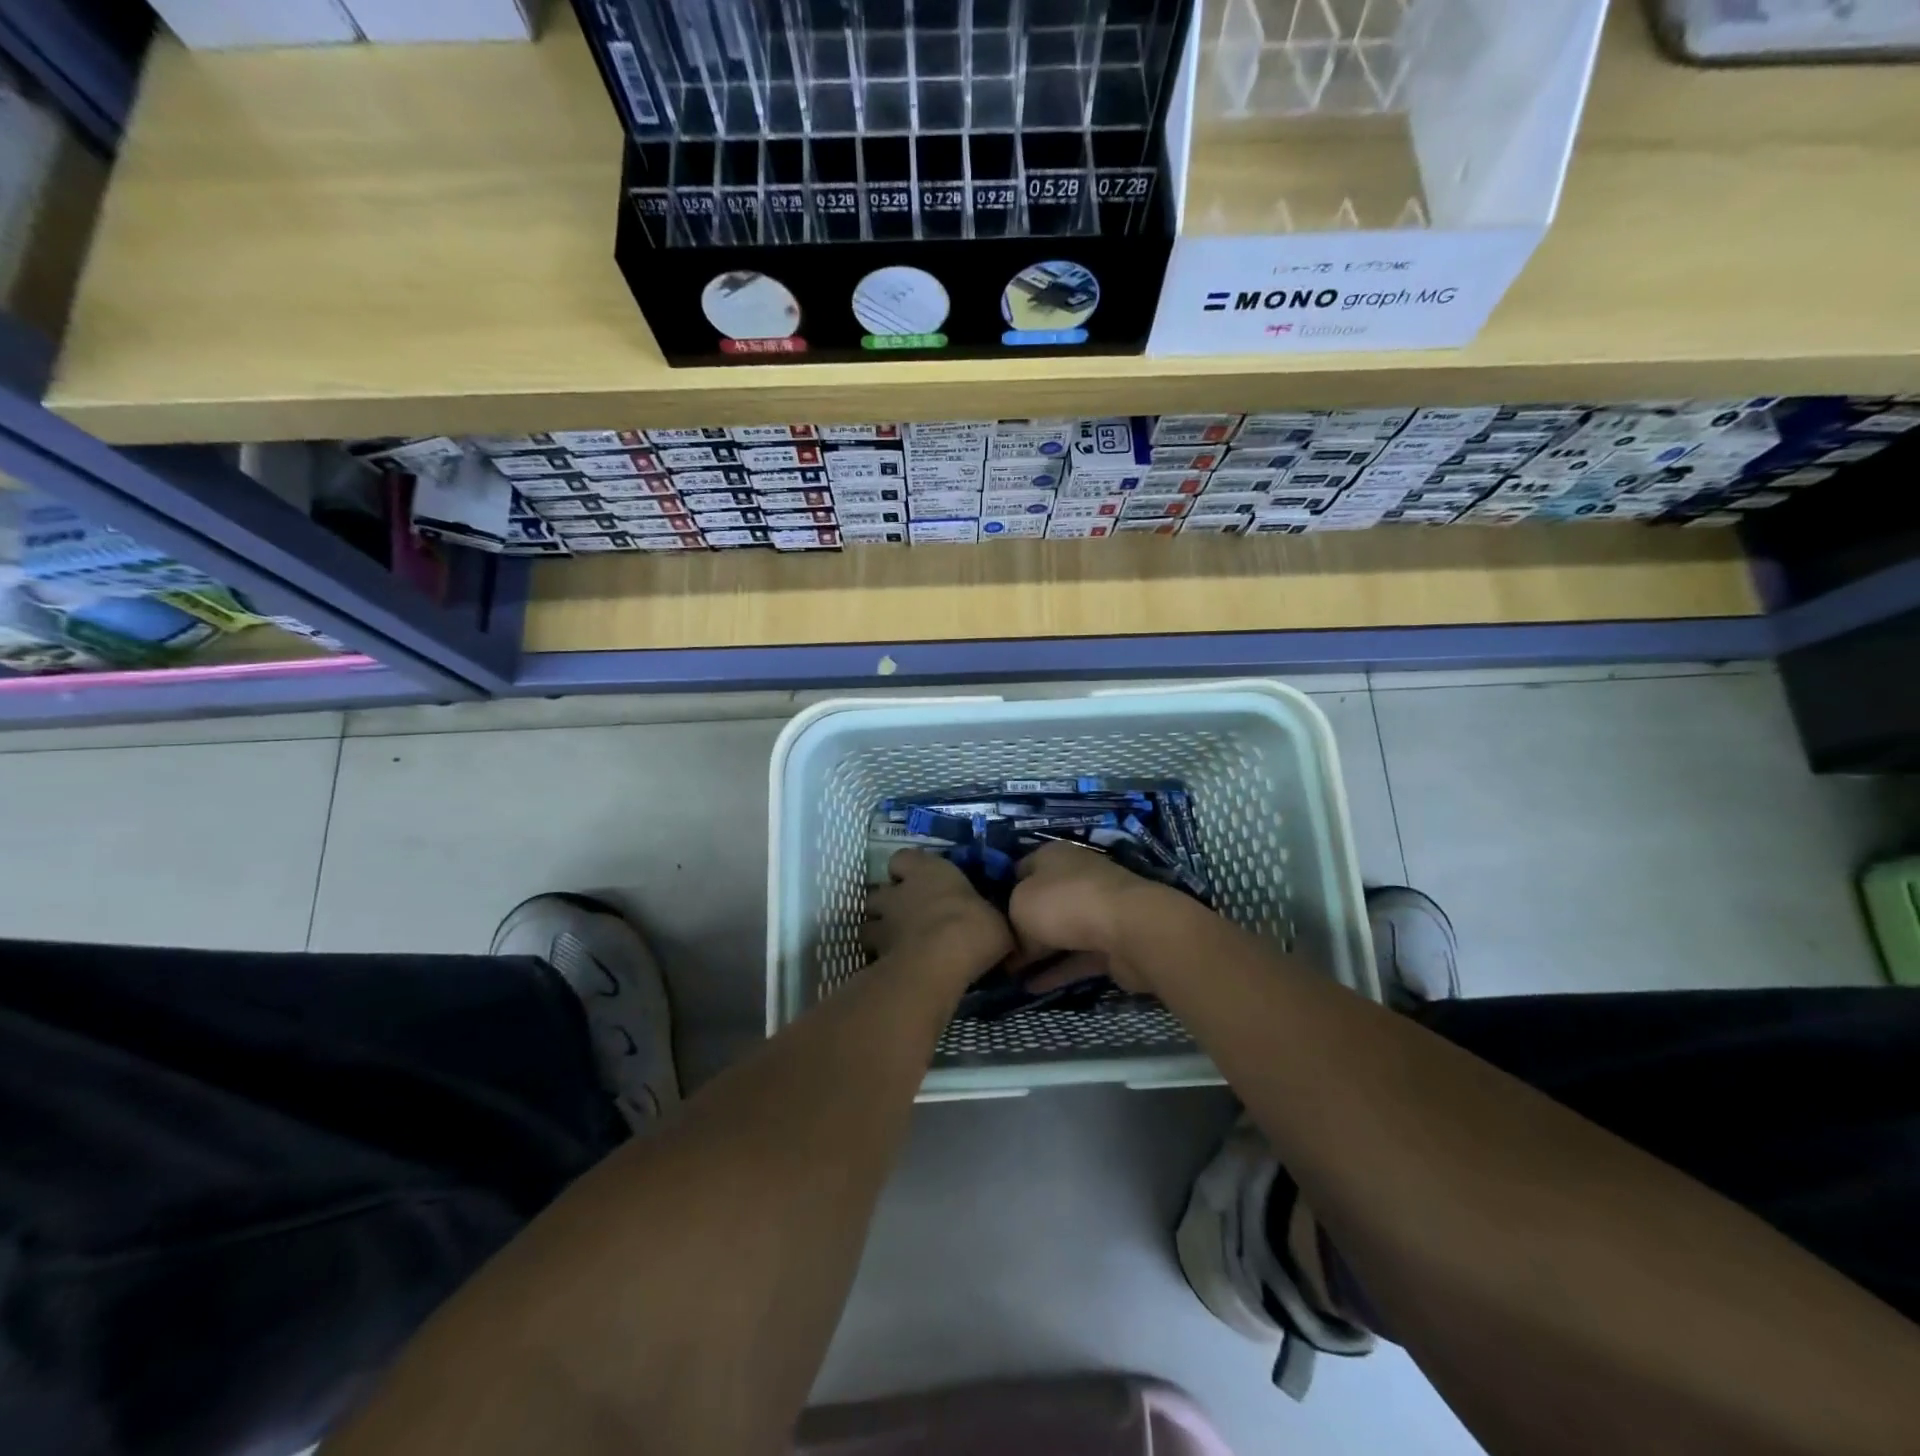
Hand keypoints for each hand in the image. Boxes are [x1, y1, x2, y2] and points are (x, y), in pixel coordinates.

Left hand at [863, 849, 1013, 984]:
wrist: (942, 960)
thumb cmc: (975, 926)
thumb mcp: (997, 919)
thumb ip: (989, 918)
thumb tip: (998, 926)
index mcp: (929, 871)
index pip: (903, 858)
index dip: (906, 869)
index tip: (917, 881)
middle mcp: (900, 892)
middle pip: (879, 892)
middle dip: (887, 904)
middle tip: (906, 918)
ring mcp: (884, 924)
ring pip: (868, 924)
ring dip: (879, 932)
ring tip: (897, 945)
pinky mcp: (877, 955)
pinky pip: (872, 955)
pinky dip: (881, 961)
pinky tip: (897, 970)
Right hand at [1008, 842, 1184, 993]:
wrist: (1129, 929)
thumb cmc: (1064, 904)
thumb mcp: (1019, 906)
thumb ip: (1011, 922)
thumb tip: (1016, 943)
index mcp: (1053, 856)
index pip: (1019, 870)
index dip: (1000, 892)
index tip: (985, 919)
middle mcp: (1076, 876)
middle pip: (1041, 902)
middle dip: (1020, 926)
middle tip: (996, 952)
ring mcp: (1097, 909)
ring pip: (1060, 931)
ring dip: (1039, 953)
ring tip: (1009, 976)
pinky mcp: (1112, 942)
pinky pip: (1077, 956)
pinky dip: (1057, 971)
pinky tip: (1032, 989)